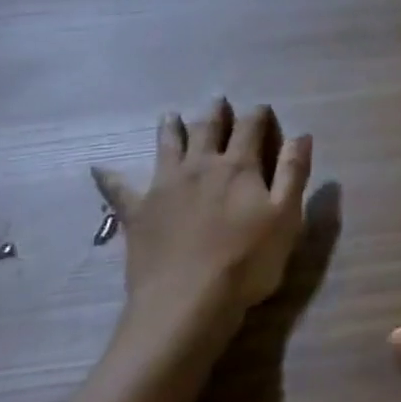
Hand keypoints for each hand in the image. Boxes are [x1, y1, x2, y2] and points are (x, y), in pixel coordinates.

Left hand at [92, 101, 311, 365]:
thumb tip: (301, 135)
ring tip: (170, 116)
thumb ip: (293, 173)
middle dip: (216, 113)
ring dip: (170, 129)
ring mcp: (164, 187)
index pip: (250, 128)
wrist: (188, 301)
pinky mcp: (137, 212)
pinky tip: (99, 169)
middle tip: (218, 100)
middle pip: (207, 130)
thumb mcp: (286, 217)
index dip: (258, 114)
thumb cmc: (248, 261)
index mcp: (239, 167)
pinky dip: (109, 177)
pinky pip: (119, 189)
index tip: (262, 108)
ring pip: (167, 147)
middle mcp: (200, 166)